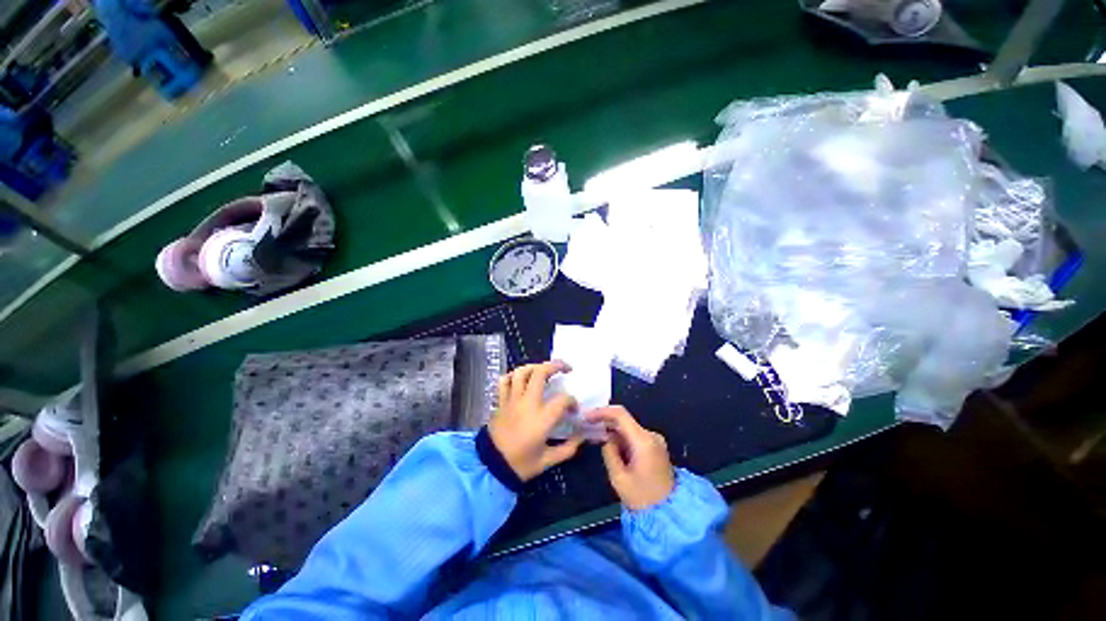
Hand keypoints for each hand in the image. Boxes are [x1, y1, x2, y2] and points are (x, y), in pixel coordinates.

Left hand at [488, 361, 583, 481]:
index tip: (574, 410)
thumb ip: (567, 449)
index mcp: (542, 418)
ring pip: (522, 372)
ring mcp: (512, 400)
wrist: (490, 467)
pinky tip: (520, 379)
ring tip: (544, 370)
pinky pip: (505, 381)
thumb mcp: (547, 461)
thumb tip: (581, 437)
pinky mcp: (501, 402)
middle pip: (541, 373)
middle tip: (566, 368)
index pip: (563, 399)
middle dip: (556, 366)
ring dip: (535, 367)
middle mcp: (527, 402)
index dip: (572, 401)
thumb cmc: (520, 464)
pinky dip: (513, 376)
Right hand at [586, 406, 674, 510]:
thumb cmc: (641, 499)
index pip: (620, 414)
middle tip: (588, 426)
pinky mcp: (655, 447)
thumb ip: (609, 452)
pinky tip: (610, 445)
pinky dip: (621, 438)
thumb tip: (606, 438)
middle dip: (605, 422)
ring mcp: (655, 441)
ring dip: (613, 431)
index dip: (601, 412)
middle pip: (624, 420)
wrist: (668, 515)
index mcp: (643, 441)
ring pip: (629, 428)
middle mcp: (651, 435)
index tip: (587, 417)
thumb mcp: (618, 477)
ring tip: (595, 437)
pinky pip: (634, 436)